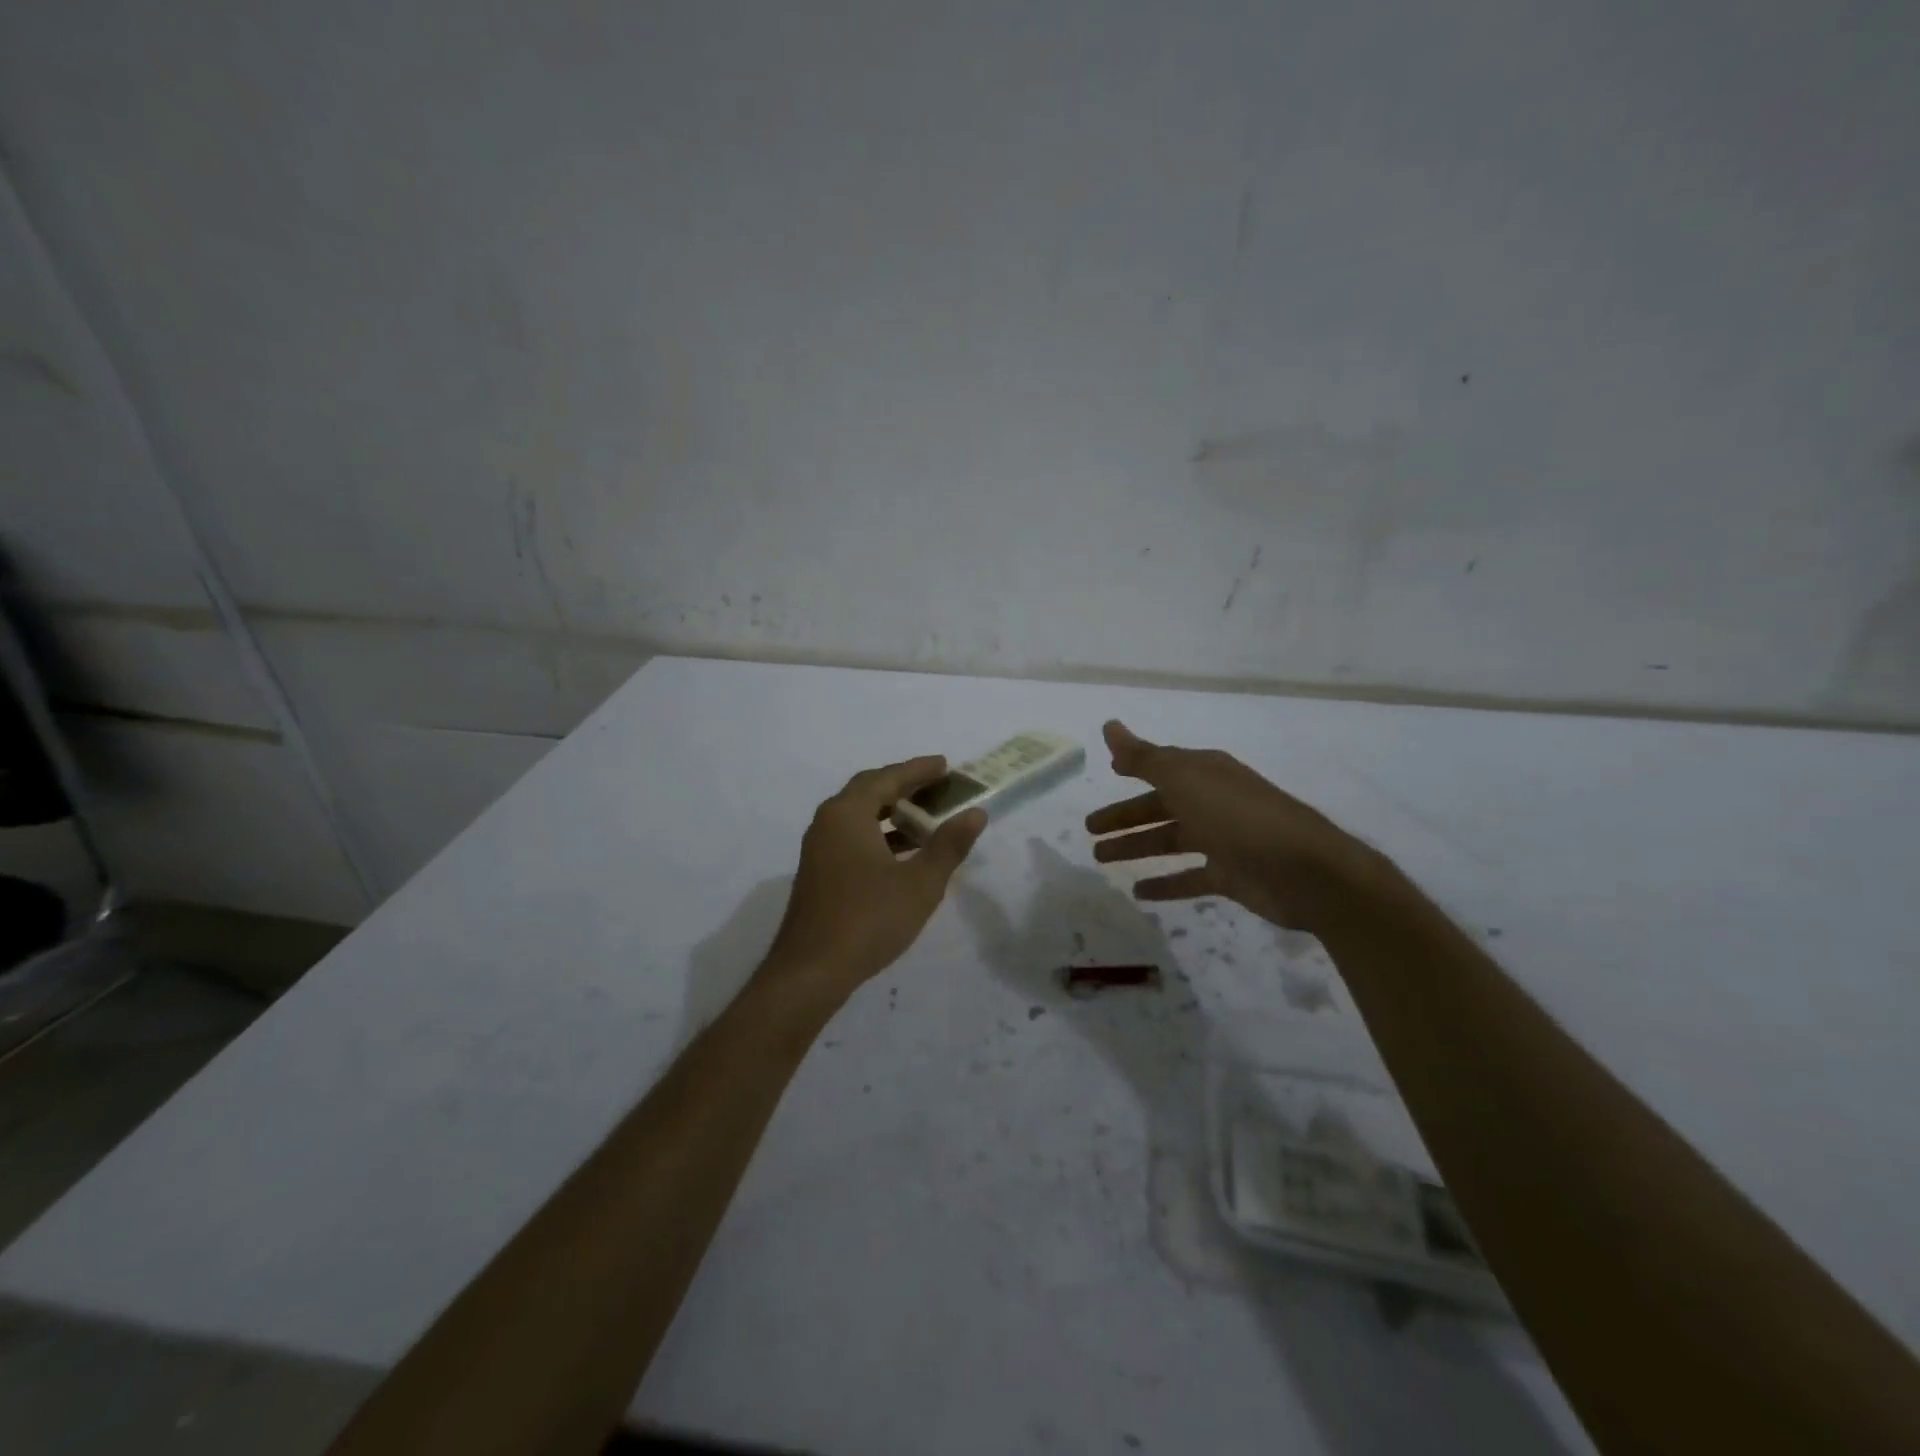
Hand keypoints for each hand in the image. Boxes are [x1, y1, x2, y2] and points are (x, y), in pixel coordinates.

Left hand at [764, 756, 986, 999]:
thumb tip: (975, 813)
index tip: (945, 765)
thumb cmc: (868, 920)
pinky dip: (879, 834)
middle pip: (869, 790)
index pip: (887, 777)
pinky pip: (852, 836)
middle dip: (904, 786)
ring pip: (859, 815)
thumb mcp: (920, 883)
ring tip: (927, 819)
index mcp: (848, 814)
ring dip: (892, 812)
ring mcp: (819, 848)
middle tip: (938, 786)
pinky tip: (903, 853)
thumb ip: (949, 845)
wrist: (811, 971)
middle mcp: (828, 822)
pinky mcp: (818, 871)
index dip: (918, 770)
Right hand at [1085, 720, 1387, 933]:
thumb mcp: (1186, 781)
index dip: (1134, 767)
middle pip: (1160, 806)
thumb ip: (1144, 757)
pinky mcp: (1231, 875)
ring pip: (1169, 841)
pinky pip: (1190, 877)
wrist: (1306, 872)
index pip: (1161, 766)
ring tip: (1101, 858)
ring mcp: (1223, 840)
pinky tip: (1139, 892)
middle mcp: (1213, 801)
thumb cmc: (1239, 817)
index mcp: (1204, 773)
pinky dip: (1165, 884)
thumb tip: (1109, 726)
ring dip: (1136, 847)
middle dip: (1124, 816)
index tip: (1108, 772)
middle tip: (1088, 829)